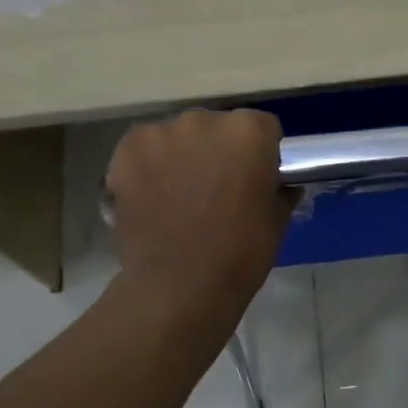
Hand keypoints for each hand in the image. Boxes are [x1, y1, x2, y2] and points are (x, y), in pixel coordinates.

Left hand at [105, 109, 294, 319]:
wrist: (178, 287)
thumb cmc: (239, 256)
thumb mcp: (276, 223)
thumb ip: (278, 191)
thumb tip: (281, 185)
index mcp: (248, 133)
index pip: (263, 128)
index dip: (261, 153)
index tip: (255, 178)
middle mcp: (203, 120)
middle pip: (216, 127)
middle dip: (218, 150)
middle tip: (216, 188)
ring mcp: (160, 133)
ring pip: (177, 136)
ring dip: (182, 156)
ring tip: (179, 196)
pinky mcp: (126, 151)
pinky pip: (144, 149)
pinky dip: (149, 165)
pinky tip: (152, 195)